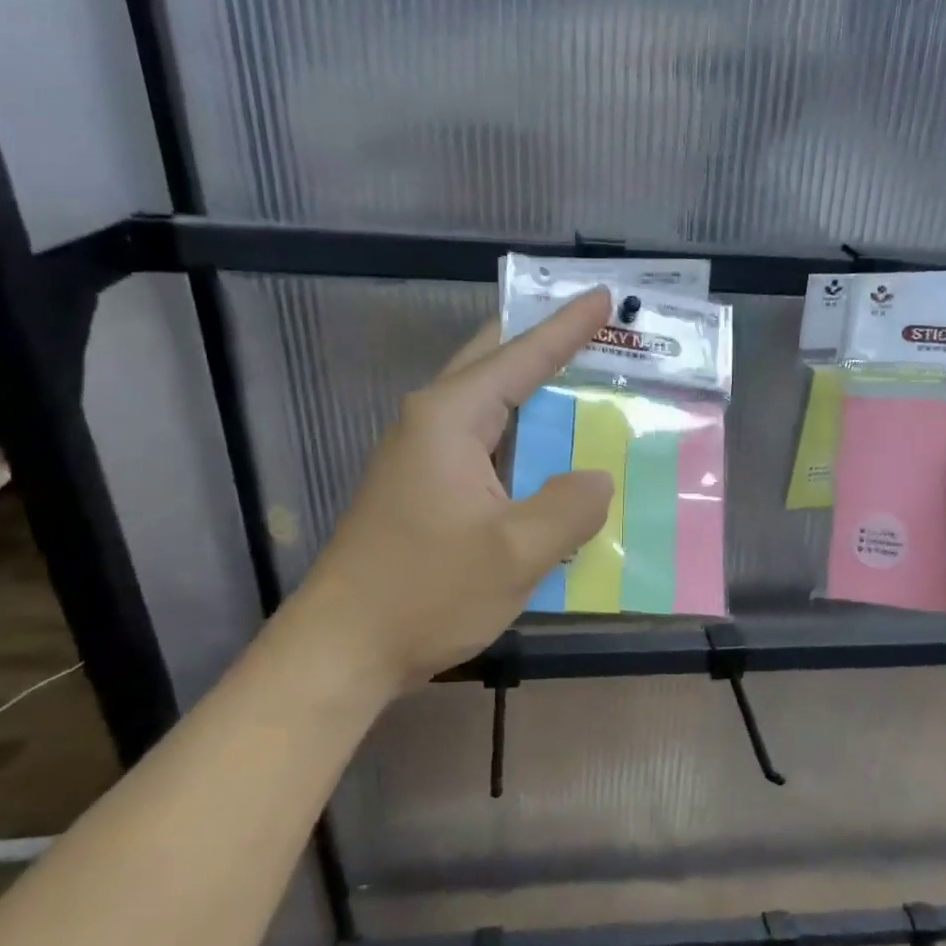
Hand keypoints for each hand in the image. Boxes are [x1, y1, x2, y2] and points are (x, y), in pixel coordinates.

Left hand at [284, 289, 613, 691]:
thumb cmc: (426, 592)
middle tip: (598, 336)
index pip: (520, 356)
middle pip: (495, 366)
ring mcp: (421, 459)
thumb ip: (570, 507)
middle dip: (545, 348)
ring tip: (588, 394)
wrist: (342, 648)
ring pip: (490, 411)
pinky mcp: (422, 491)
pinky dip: (523, 445)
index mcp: (450, 419)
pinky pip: (484, 450)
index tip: (602, 296)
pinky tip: (551, 464)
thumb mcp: (516, 552)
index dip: (566, 327)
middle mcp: (431, 425)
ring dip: (536, 400)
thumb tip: (597, 478)